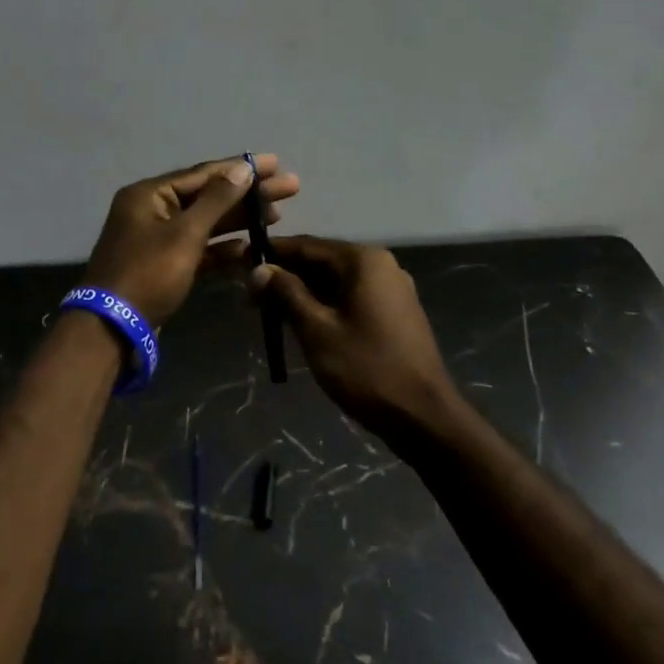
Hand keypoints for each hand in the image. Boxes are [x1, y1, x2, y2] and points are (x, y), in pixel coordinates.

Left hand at [81, 155, 300, 327]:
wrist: (113, 329)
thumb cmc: (148, 274)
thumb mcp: (185, 234)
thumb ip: (216, 200)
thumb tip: (243, 167)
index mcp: (149, 195)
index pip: (202, 174)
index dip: (240, 168)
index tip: (276, 163)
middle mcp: (152, 211)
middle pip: (207, 196)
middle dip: (247, 194)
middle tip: (290, 188)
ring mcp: (157, 239)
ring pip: (205, 223)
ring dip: (239, 220)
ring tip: (278, 215)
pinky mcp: (164, 266)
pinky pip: (198, 249)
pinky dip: (222, 249)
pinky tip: (249, 248)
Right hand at [250, 235, 459, 442]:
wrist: (424, 417)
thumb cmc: (366, 369)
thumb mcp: (316, 330)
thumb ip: (286, 293)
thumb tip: (258, 269)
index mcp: (363, 260)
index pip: (306, 245)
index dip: (270, 254)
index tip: (239, 263)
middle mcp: (380, 265)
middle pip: (321, 261)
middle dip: (285, 277)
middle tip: (250, 298)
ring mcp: (391, 289)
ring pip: (335, 282)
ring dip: (302, 294)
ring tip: (269, 313)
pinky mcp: (395, 313)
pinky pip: (350, 297)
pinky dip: (324, 305)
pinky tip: (301, 323)